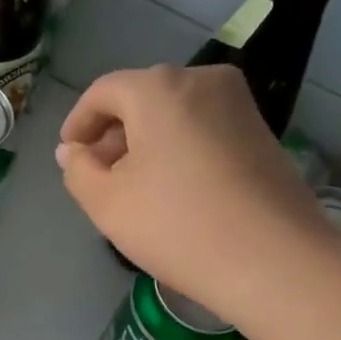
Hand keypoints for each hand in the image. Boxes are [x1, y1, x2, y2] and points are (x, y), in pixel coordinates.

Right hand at [56, 65, 328, 314]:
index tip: (69, 156)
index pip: (104, 92)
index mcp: (158, 88)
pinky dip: (179, 150)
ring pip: (175, 114)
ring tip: (135, 189)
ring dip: (147, 144)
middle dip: (114, 134)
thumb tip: (73, 151)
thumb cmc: (177, 226)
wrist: (272, 259)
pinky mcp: (262, 133)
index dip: (79, 122)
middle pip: (142, 98)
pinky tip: (174, 191)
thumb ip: (78, 171)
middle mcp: (202, 80)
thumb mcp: (107, 204)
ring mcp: (239, 105)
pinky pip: (203, 130)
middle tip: (98, 177)